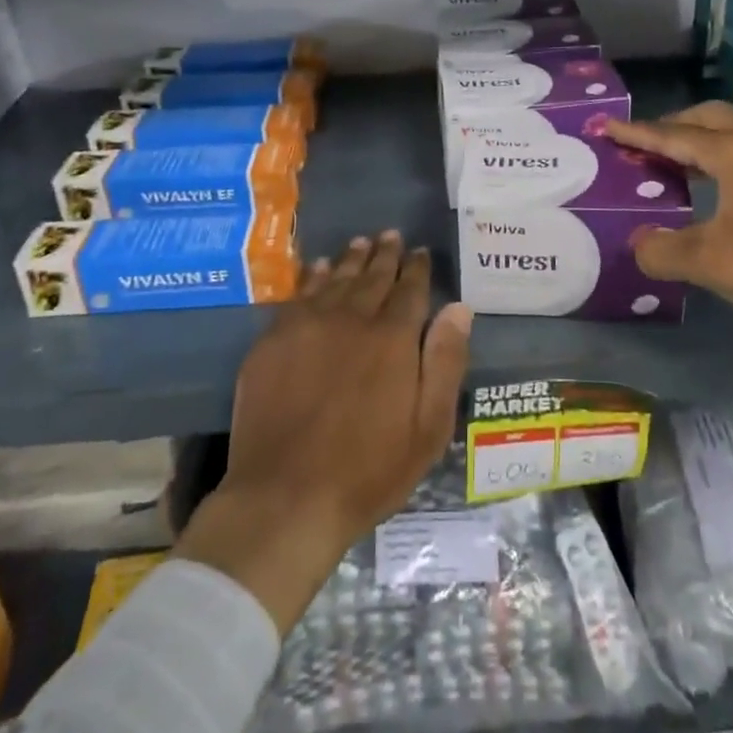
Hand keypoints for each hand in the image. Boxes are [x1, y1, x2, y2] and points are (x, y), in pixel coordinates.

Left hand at [174, 233, 472, 633]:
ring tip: (361, 242)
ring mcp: (308, 325)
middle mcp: (352, 319)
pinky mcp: (273, 339)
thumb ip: (445, 362)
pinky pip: (298, 294)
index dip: (416, 268)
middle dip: (385, 254)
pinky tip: (317, 267)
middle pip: (372, 277)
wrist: (286, 496)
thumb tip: (459, 308)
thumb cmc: (368, 470)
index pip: (410, 289)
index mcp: (393, 338)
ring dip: (351, 258)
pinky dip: (312, 276)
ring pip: (335, 278)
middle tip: (391, 236)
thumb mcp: (428, 428)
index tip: (420, 251)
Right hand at [605, 104, 732, 431]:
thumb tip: (637, 244)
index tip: (607, 127)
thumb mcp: (711, 262)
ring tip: (674, 165)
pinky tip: (717, 192)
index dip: (637, 133)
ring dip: (700, 143)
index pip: (674, 135)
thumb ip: (664, 250)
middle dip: (672, 126)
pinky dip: (721, 160)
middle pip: (708, 119)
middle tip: (643, 145)